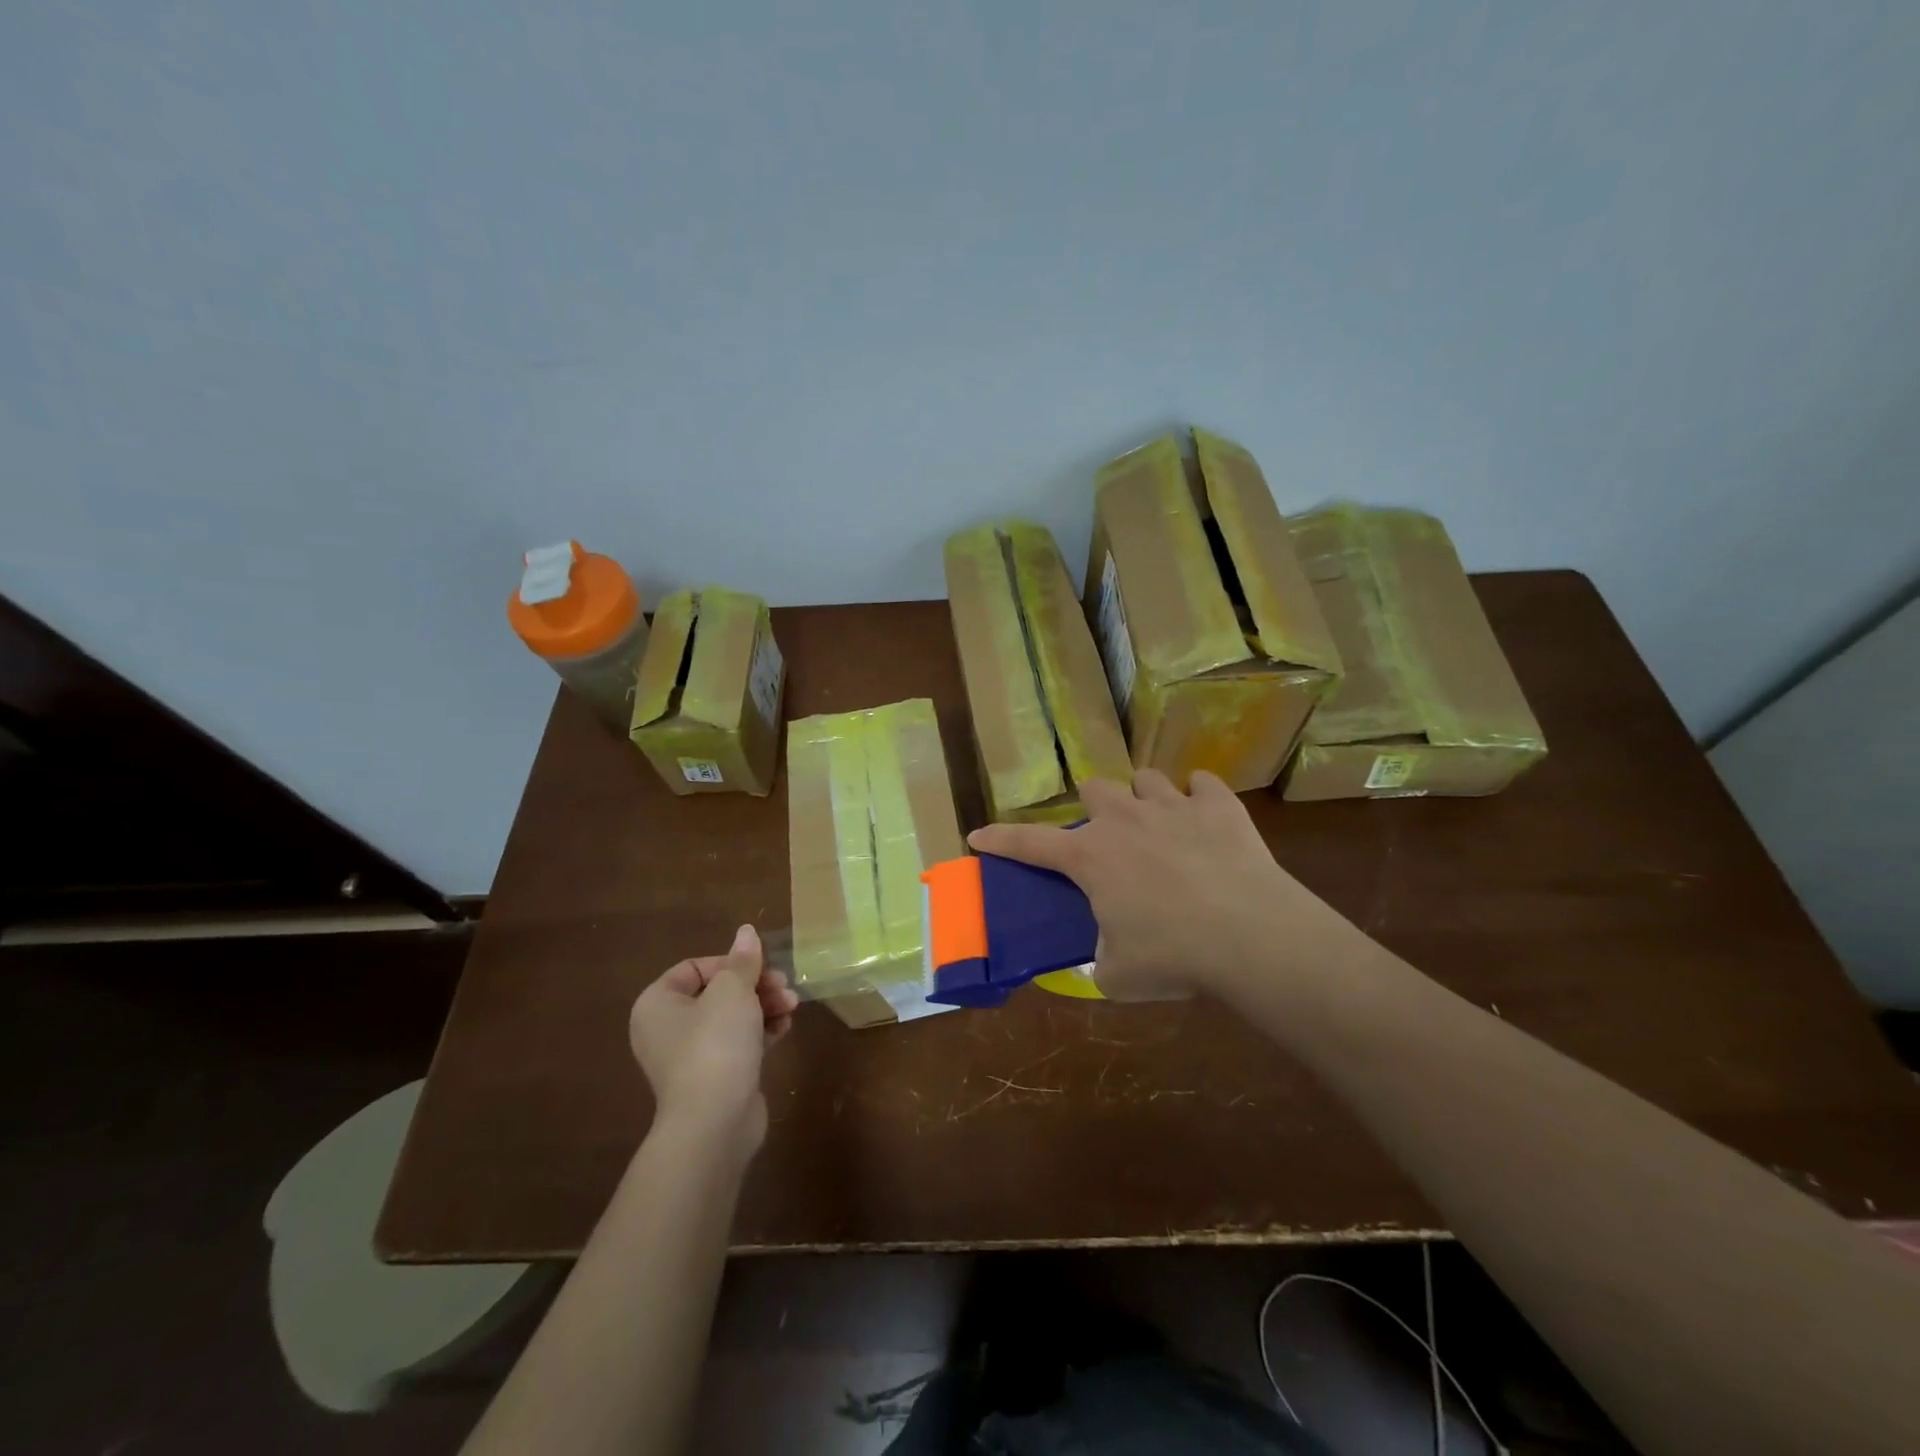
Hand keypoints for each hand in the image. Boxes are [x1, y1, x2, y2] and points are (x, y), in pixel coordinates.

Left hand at [628, 925, 798, 1157]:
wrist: (715, 1122)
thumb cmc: (715, 1044)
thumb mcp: (733, 991)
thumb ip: (743, 960)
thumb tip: (746, 932)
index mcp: (657, 1004)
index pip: (694, 968)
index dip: (730, 963)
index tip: (759, 968)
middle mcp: (667, 1029)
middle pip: (716, 992)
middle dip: (755, 985)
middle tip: (784, 984)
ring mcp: (690, 1057)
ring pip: (732, 1018)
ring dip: (763, 1006)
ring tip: (792, 1005)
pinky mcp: (715, 1078)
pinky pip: (738, 1043)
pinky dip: (761, 1032)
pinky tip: (785, 1027)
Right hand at [967, 770, 1348, 1000]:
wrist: (1250, 935)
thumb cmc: (1173, 956)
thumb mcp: (1119, 975)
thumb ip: (1101, 962)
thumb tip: (1104, 960)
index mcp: (1091, 857)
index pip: (1029, 843)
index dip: (1000, 839)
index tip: (977, 835)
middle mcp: (1125, 819)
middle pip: (1094, 787)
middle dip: (1095, 806)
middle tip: (1109, 835)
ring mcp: (1173, 805)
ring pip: (1146, 777)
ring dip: (1145, 797)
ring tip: (1159, 822)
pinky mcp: (1220, 806)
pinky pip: (1203, 783)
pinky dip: (1201, 797)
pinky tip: (1206, 817)